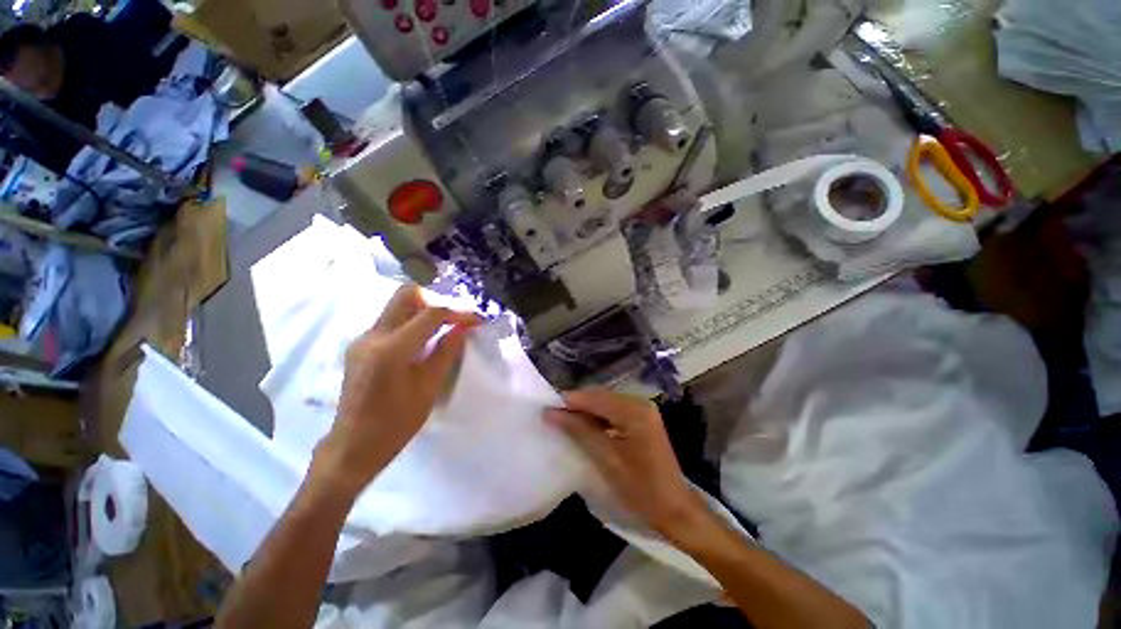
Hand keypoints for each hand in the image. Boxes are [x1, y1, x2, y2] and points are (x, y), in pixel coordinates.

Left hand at [312, 285, 479, 495]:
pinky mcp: (361, 345)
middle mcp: (373, 335)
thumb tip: (462, 328)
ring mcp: (363, 338)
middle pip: (406, 294)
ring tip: (444, 329)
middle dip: (436, 300)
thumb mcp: (428, 388)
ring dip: (424, 310)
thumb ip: (446, 352)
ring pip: (397, 305)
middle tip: (455, 319)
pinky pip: (391, 320)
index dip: (459, 312)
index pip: (431, 314)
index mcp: (392, 349)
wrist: (353, 446)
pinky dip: (412, 322)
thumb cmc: (396, 423)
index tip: (477, 319)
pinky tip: (423, 342)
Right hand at [545, 388, 705, 539]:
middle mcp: (639, 403)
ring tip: (565, 423)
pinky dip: (598, 418)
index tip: (546, 409)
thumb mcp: (606, 460)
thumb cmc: (641, 489)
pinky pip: (614, 412)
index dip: (569, 401)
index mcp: (634, 411)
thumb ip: (579, 431)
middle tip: (553, 417)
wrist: (675, 510)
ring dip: (586, 412)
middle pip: (600, 397)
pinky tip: (586, 428)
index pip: (594, 398)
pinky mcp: (643, 419)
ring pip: (606, 403)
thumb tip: (551, 413)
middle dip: (577, 405)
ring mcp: (643, 410)